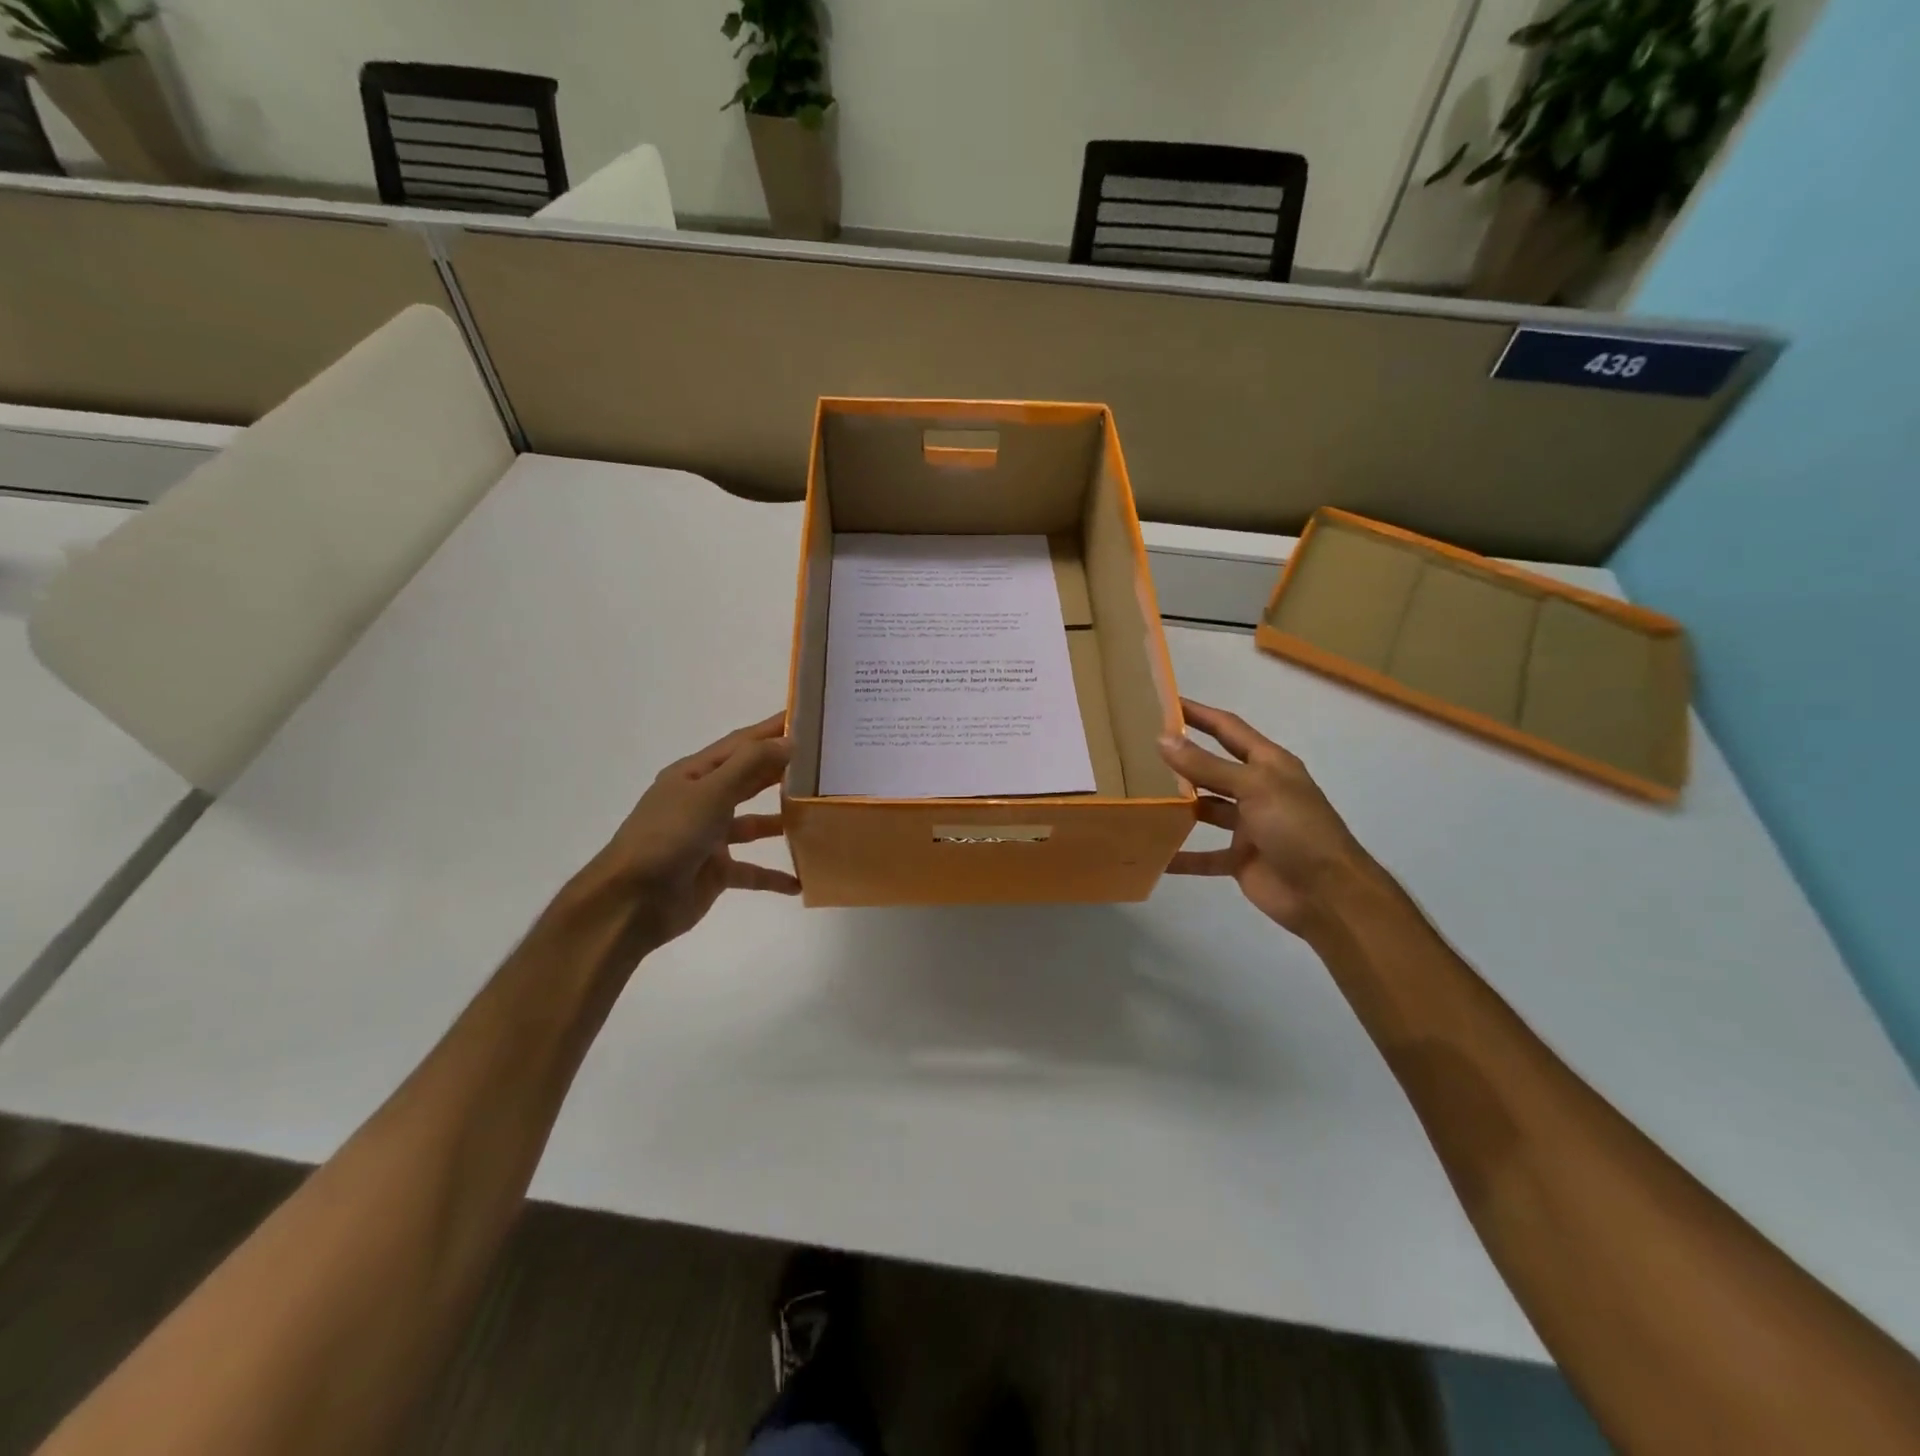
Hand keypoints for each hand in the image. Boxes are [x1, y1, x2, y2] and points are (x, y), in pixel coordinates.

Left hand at [572, 712, 800, 955]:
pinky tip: (800, 880)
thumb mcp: (710, 793)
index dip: (771, 730)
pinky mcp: (714, 872)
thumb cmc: (668, 837)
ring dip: (782, 821)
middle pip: (749, 780)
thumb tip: (789, 741)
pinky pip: (752, 870)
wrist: (630, 902)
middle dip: (781, 770)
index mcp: (694, 775)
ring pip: (754, 824)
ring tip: (818, 816)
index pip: (741, 744)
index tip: (807, 718)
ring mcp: (708, 838)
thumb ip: (750, 765)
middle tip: (822, 763)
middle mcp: (702, 801)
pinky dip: (774, 876)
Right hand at [1157, 699, 1375, 935]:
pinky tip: (1153, 853)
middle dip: (1182, 759)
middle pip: (1213, 768)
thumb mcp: (1253, 787)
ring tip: (1139, 796)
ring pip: (1206, 809)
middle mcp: (1258, 790)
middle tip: (1139, 750)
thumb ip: (1207, 766)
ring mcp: (1249, 826)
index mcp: (1269, 764)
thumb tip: (1162, 738)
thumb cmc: (1296, 828)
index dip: (1199, 714)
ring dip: (1178, 806)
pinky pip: (1204, 855)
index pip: (1228, 729)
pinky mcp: (1241, 859)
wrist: (1328, 895)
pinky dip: (1181, 856)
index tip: (1164, 702)